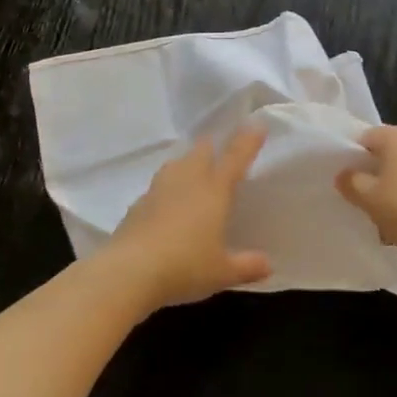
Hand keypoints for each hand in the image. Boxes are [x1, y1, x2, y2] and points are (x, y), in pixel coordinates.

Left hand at [103, 124, 272, 310]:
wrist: (129, 271)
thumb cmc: (185, 266)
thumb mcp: (222, 272)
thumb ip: (247, 266)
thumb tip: (268, 265)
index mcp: (213, 191)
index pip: (235, 158)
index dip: (247, 140)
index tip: (256, 123)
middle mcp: (186, 182)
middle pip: (200, 152)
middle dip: (212, 145)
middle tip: (219, 146)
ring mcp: (158, 190)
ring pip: (176, 164)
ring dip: (187, 162)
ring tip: (193, 168)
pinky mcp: (137, 205)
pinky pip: (157, 187)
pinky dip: (167, 188)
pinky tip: (167, 203)